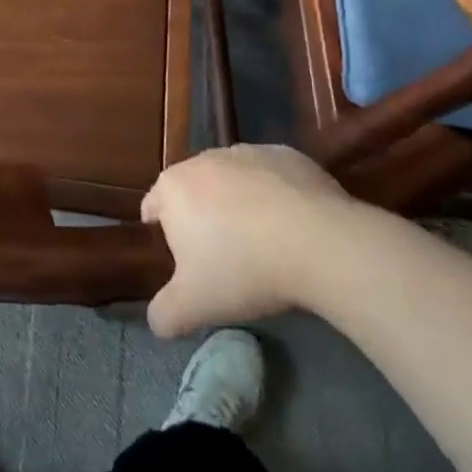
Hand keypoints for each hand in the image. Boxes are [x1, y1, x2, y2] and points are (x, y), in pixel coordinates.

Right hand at [140, 144, 351, 337]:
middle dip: (202, 218)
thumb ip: (163, 314)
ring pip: (232, 181)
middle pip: (194, 191)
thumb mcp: (193, 306)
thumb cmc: (243, 268)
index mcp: (172, 188)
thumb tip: (158, 319)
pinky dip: (274, 196)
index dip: (162, 236)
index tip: (183, 263)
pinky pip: (270, 177)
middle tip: (223, 257)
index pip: (153, 207)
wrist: (318, 242)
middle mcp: (203, 159)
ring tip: (262, 243)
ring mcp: (247, 152)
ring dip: (238, 204)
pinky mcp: (286, 154)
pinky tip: (292, 226)